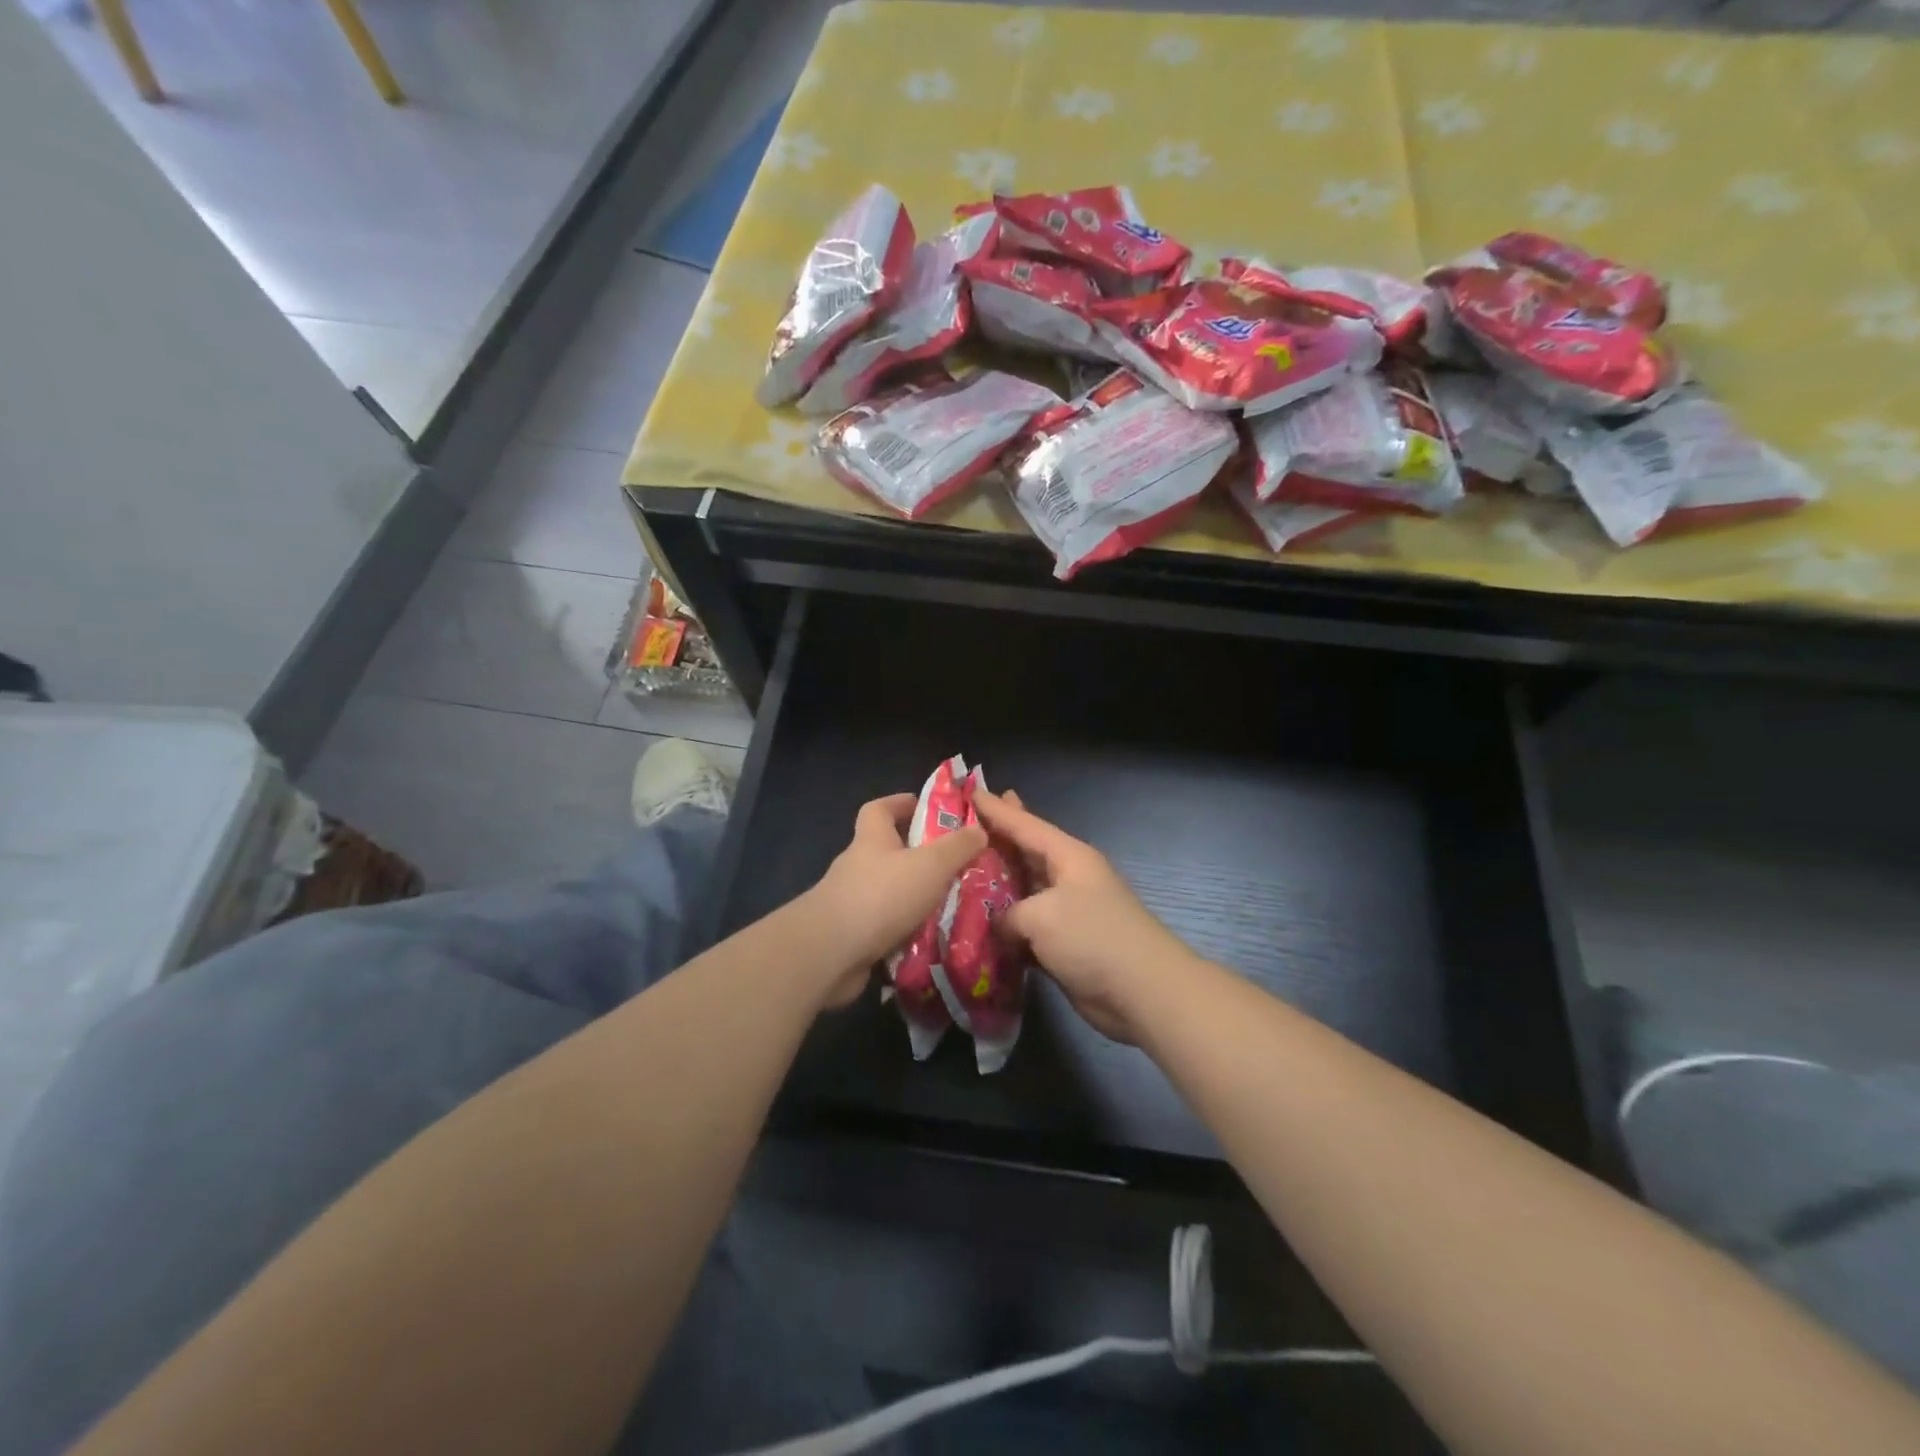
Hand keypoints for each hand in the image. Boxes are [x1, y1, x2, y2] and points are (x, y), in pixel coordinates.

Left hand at [804, 794, 986, 1008]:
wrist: (830, 952)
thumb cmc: (882, 895)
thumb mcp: (931, 864)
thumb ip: (958, 846)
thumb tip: (979, 829)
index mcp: (871, 840)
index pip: (879, 809)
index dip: (900, 803)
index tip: (924, 807)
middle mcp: (857, 866)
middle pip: (886, 852)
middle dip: (917, 857)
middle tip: (953, 866)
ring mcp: (850, 903)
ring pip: (888, 892)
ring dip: (914, 898)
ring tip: (951, 907)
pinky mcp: (850, 937)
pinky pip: (884, 927)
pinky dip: (905, 932)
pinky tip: (931, 942)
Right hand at [973, 789, 1200, 1043]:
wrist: (1143, 992)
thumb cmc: (1094, 938)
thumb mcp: (1041, 917)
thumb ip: (1008, 914)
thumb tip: (1000, 925)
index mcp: (1068, 857)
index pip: (1025, 825)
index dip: (996, 810)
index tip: (971, 792)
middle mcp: (1068, 878)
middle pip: (1025, 852)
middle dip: (999, 837)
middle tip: (968, 822)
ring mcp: (1067, 912)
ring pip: (1023, 890)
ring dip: (996, 885)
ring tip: (964, 871)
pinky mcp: (1064, 944)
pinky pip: (1026, 926)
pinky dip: (1005, 925)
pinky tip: (979, 924)